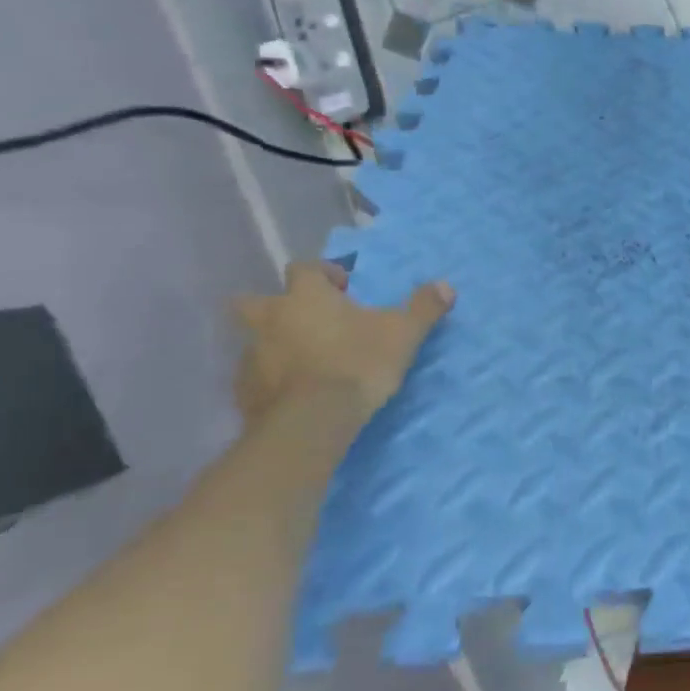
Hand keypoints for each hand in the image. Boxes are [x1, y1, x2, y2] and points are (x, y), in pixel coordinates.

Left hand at [232, 262, 454, 420]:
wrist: (311, 422)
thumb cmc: (358, 364)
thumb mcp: (404, 333)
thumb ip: (424, 307)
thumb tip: (446, 286)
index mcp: (305, 297)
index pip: (304, 268)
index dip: (323, 273)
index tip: (344, 288)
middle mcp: (270, 319)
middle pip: (255, 301)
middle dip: (277, 306)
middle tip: (309, 320)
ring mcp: (251, 356)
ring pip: (255, 340)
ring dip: (275, 343)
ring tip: (306, 360)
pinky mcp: (243, 392)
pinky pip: (255, 376)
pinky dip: (271, 378)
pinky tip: (294, 391)